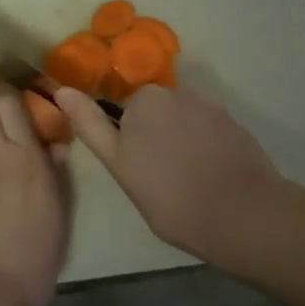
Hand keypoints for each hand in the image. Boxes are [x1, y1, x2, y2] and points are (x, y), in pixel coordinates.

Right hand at [56, 84, 286, 270]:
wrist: (242, 214)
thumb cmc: (170, 196)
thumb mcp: (120, 165)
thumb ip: (91, 125)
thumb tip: (62, 90)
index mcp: (144, 99)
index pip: (125, 113)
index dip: (128, 140)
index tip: (138, 168)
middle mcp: (177, 92)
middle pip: (155, 112)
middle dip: (154, 136)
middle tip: (157, 178)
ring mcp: (210, 106)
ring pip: (182, 121)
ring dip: (180, 141)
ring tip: (187, 181)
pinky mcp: (235, 124)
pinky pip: (208, 131)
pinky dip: (205, 148)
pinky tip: (210, 176)